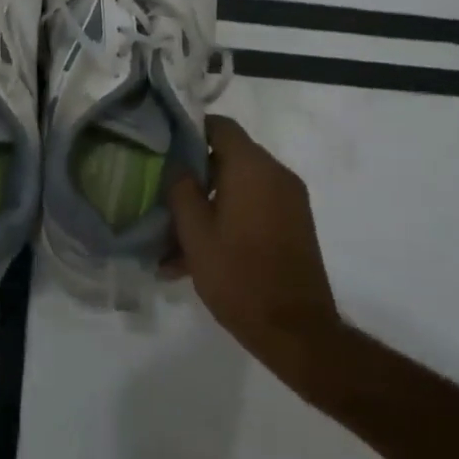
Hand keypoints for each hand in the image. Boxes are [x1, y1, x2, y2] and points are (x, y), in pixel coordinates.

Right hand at [167, 115, 339, 381]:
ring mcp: (289, 202)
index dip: (189, 130)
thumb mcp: (195, 233)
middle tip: (162, 194)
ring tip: (173, 236)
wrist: (296, 331)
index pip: (220, 126)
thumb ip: (181, 190)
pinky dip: (226, 219)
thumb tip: (177, 166)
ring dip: (207, 203)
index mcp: (253, 169)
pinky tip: (195, 255)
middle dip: (194, 173)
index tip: (162, 146)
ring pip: (238, 187)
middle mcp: (277, 176)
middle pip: (228, 156)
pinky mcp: (293, 226)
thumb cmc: (238, 276)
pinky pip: (253, 208)